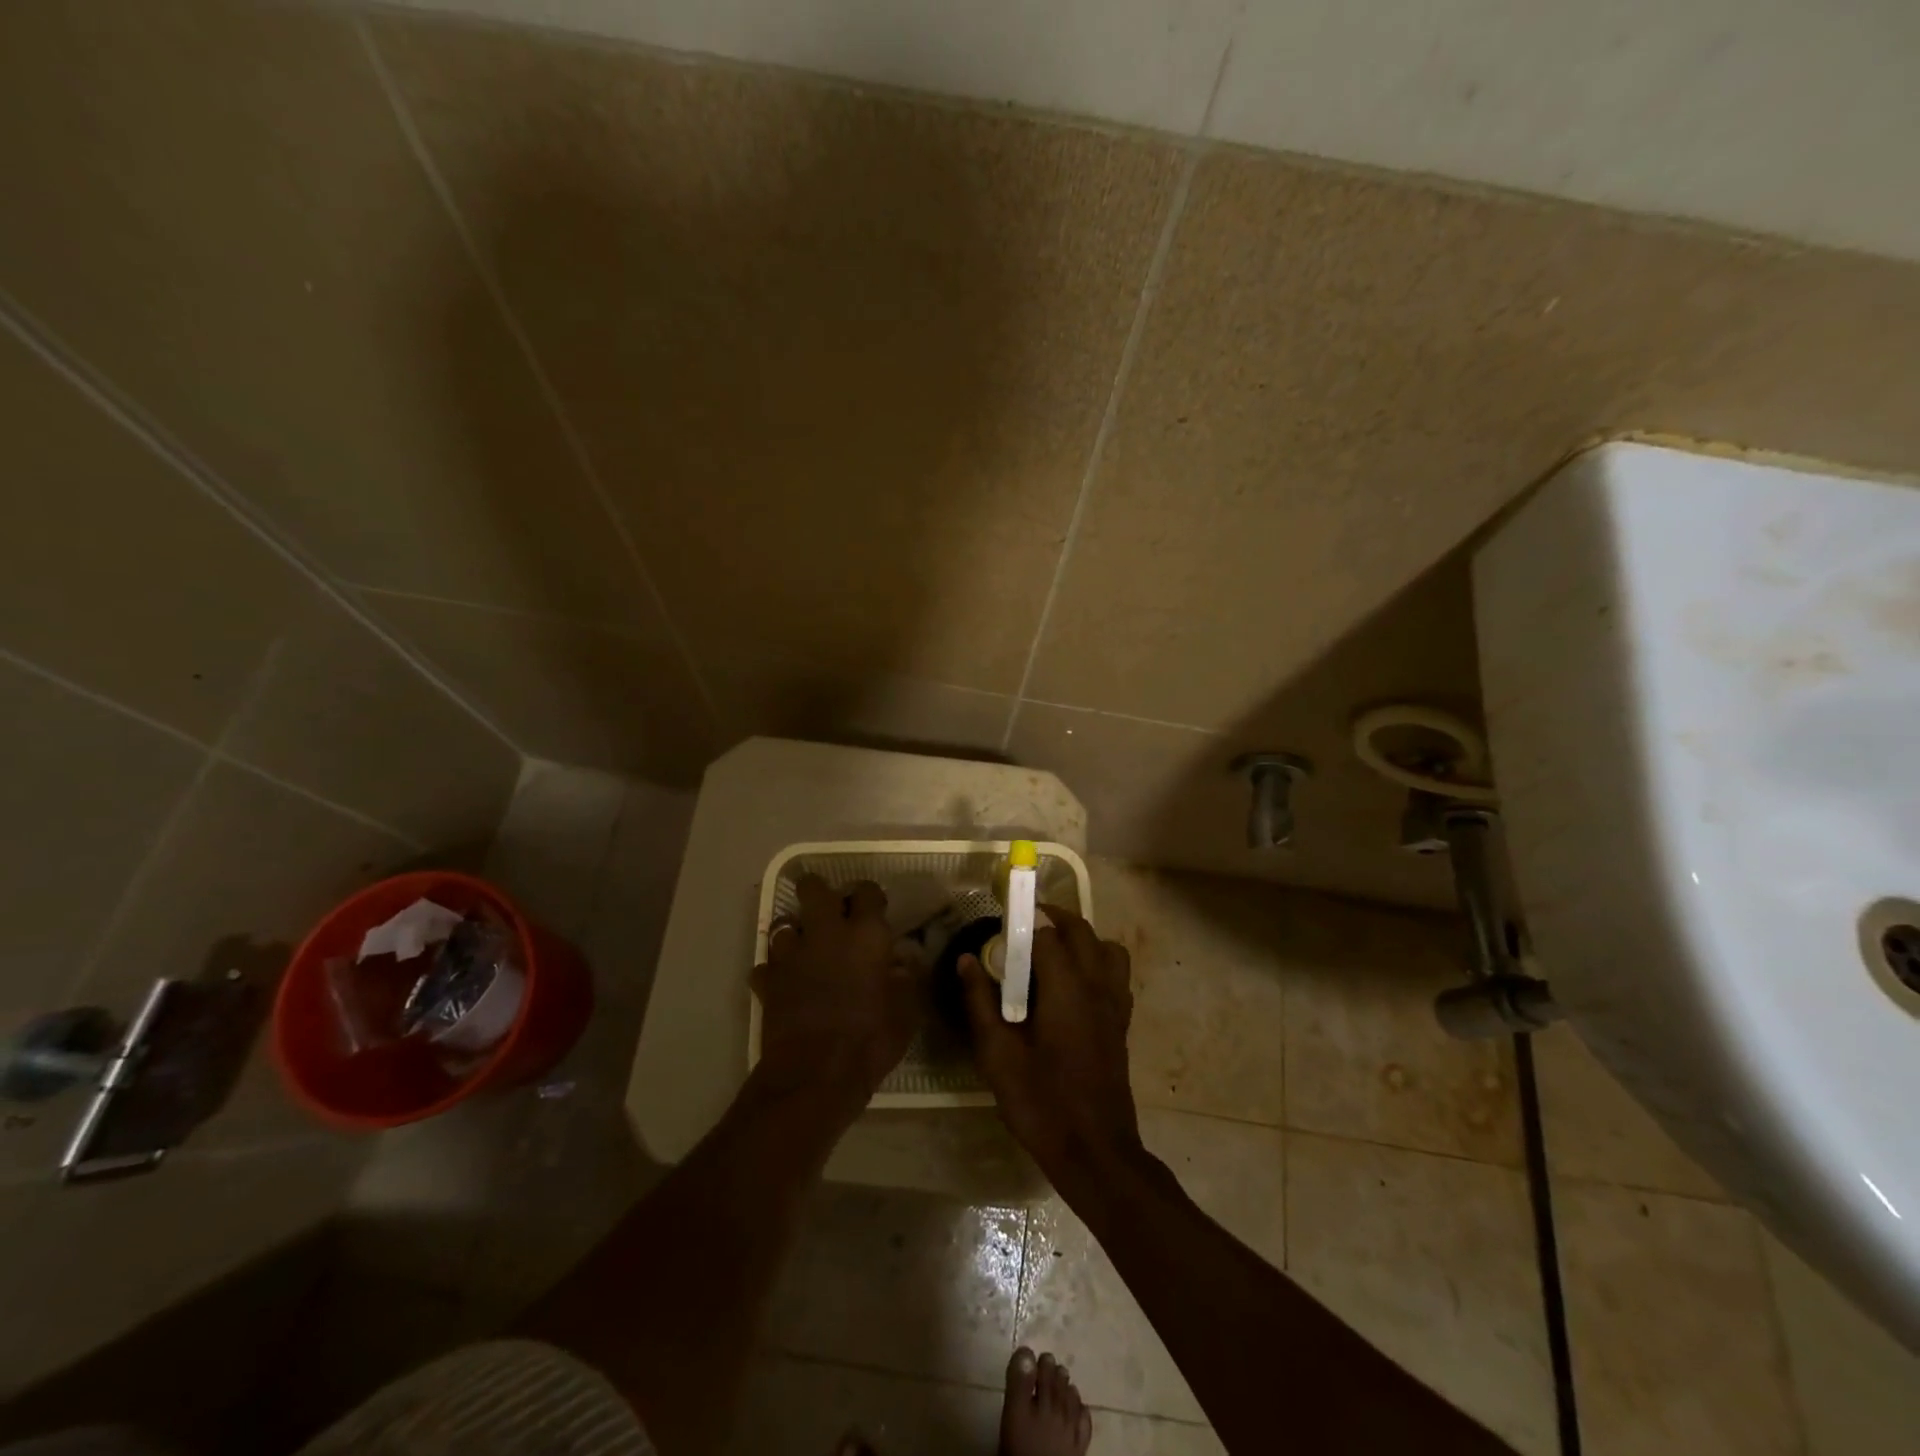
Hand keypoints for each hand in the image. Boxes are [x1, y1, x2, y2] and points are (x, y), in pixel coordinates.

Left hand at [752, 876, 920, 1106]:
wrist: (814, 1075)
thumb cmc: (870, 1040)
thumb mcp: (906, 1012)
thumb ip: (905, 979)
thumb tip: (902, 961)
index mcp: (865, 935)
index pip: (867, 892)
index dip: (869, 894)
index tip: (874, 906)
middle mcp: (826, 933)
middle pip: (813, 889)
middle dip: (818, 890)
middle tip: (827, 906)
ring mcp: (792, 955)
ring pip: (782, 924)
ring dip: (793, 931)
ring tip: (804, 945)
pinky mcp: (768, 981)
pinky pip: (765, 965)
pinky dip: (773, 971)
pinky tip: (783, 983)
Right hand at [961, 907, 1145, 1207]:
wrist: (1095, 1152)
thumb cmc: (1041, 1102)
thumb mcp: (997, 1055)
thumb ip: (980, 1002)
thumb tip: (967, 959)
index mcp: (1066, 988)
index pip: (1046, 933)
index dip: (1021, 926)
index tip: (999, 931)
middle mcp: (1097, 986)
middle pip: (1082, 930)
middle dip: (1053, 919)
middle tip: (1022, 927)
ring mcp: (1115, 1004)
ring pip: (1107, 949)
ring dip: (1081, 939)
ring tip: (1051, 953)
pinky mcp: (1122, 1023)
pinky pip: (1116, 975)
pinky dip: (1097, 964)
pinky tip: (1072, 988)